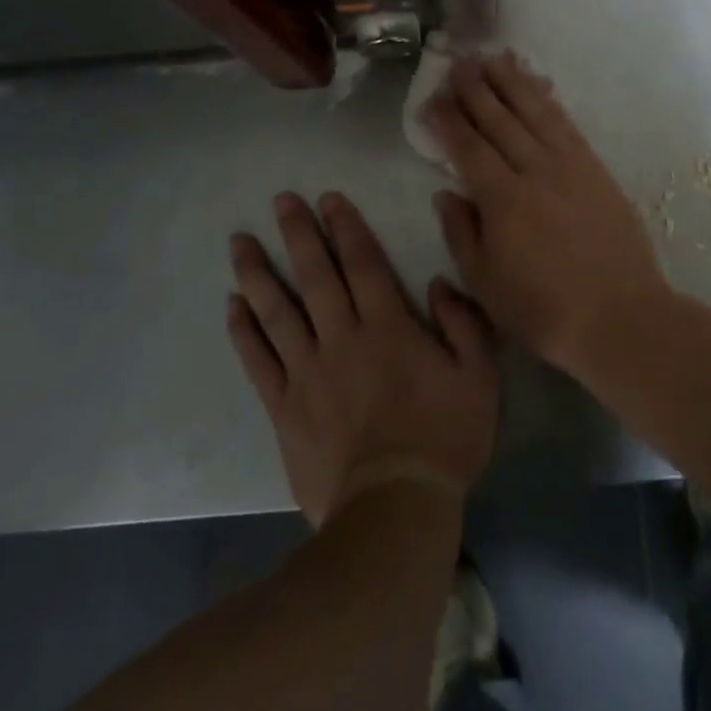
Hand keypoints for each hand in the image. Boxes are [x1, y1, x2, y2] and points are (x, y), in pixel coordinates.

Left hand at [227, 191, 498, 526]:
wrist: (394, 511)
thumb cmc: (443, 440)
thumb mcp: (479, 377)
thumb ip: (464, 323)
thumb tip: (439, 283)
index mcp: (388, 327)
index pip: (362, 263)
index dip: (345, 227)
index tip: (328, 199)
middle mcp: (342, 338)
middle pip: (315, 276)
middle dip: (298, 234)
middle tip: (280, 200)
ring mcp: (307, 373)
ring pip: (277, 312)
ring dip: (258, 273)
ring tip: (239, 241)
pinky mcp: (284, 408)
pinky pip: (258, 361)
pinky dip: (243, 332)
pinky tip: (232, 306)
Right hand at [426, 52, 671, 375]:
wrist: (620, 316)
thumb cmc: (544, 310)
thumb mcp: (485, 285)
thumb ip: (461, 233)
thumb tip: (446, 191)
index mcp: (503, 199)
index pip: (468, 148)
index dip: (448, 120)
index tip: (433, 97)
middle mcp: (535, 171)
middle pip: (500, 120)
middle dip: (476, 89)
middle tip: (458, 62)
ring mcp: (570, 166)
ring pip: (535, 112)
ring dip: (512, 82)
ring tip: (493, 58)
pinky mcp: (596, 168)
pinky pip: (567, 124)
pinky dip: (549, 101)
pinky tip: (538, 87)